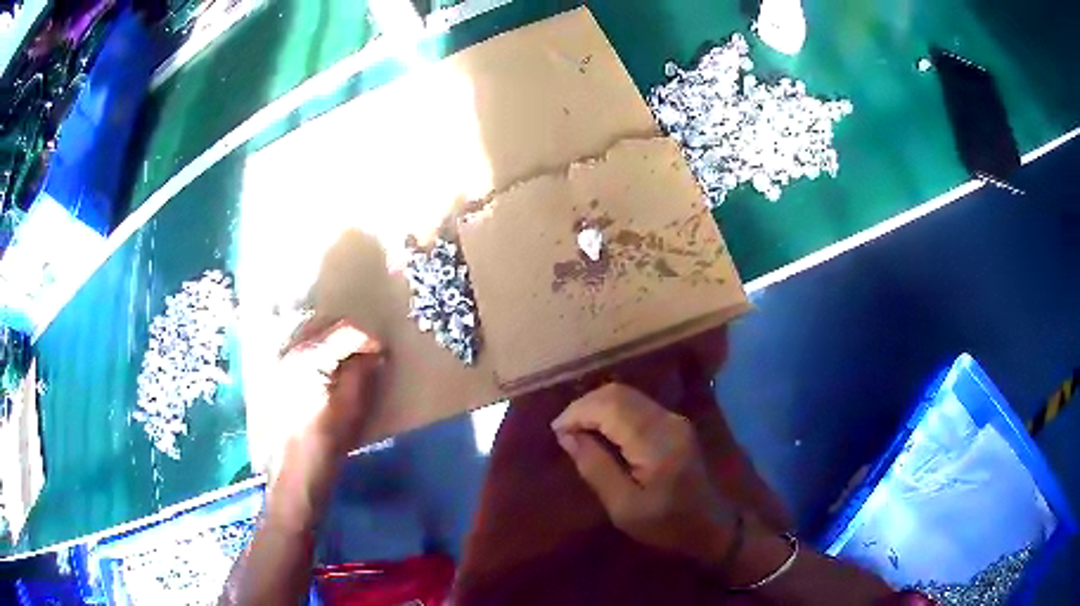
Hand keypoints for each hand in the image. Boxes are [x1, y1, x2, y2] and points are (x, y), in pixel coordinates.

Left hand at [279, 318, 383, 456]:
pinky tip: (324, 367)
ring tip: (347, 356)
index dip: (368, 337)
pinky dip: (314, 350)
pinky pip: (296, 349)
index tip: (382, 351)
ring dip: (329, 338)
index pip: (345, 330)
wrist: (294, 471)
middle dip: (347, 332)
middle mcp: (289, 350)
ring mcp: (278, 362)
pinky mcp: (274, 375)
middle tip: (366, 350)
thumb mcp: (352, 407)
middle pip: (322, 324)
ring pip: (307, 333)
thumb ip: (362, 374)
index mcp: (309, 356)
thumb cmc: (326, 441)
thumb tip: (372, 354)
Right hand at [551, 383, 735, 566]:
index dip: (578, 412)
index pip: (610, 407)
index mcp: (656, 442)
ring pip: (627, 394)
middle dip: (585, 406)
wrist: (710, 523)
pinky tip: (599, 428)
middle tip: (562, 429)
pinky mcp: (674, 422)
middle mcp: (667, 420)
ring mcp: (674, 418)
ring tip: (575, 428)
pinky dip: (612, 410)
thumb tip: (567, 436)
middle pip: (618, 394)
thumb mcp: (623, 507)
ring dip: (597, 406)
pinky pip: (637, 404)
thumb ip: (595, 468)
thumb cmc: (665, 523)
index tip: (556, 431)